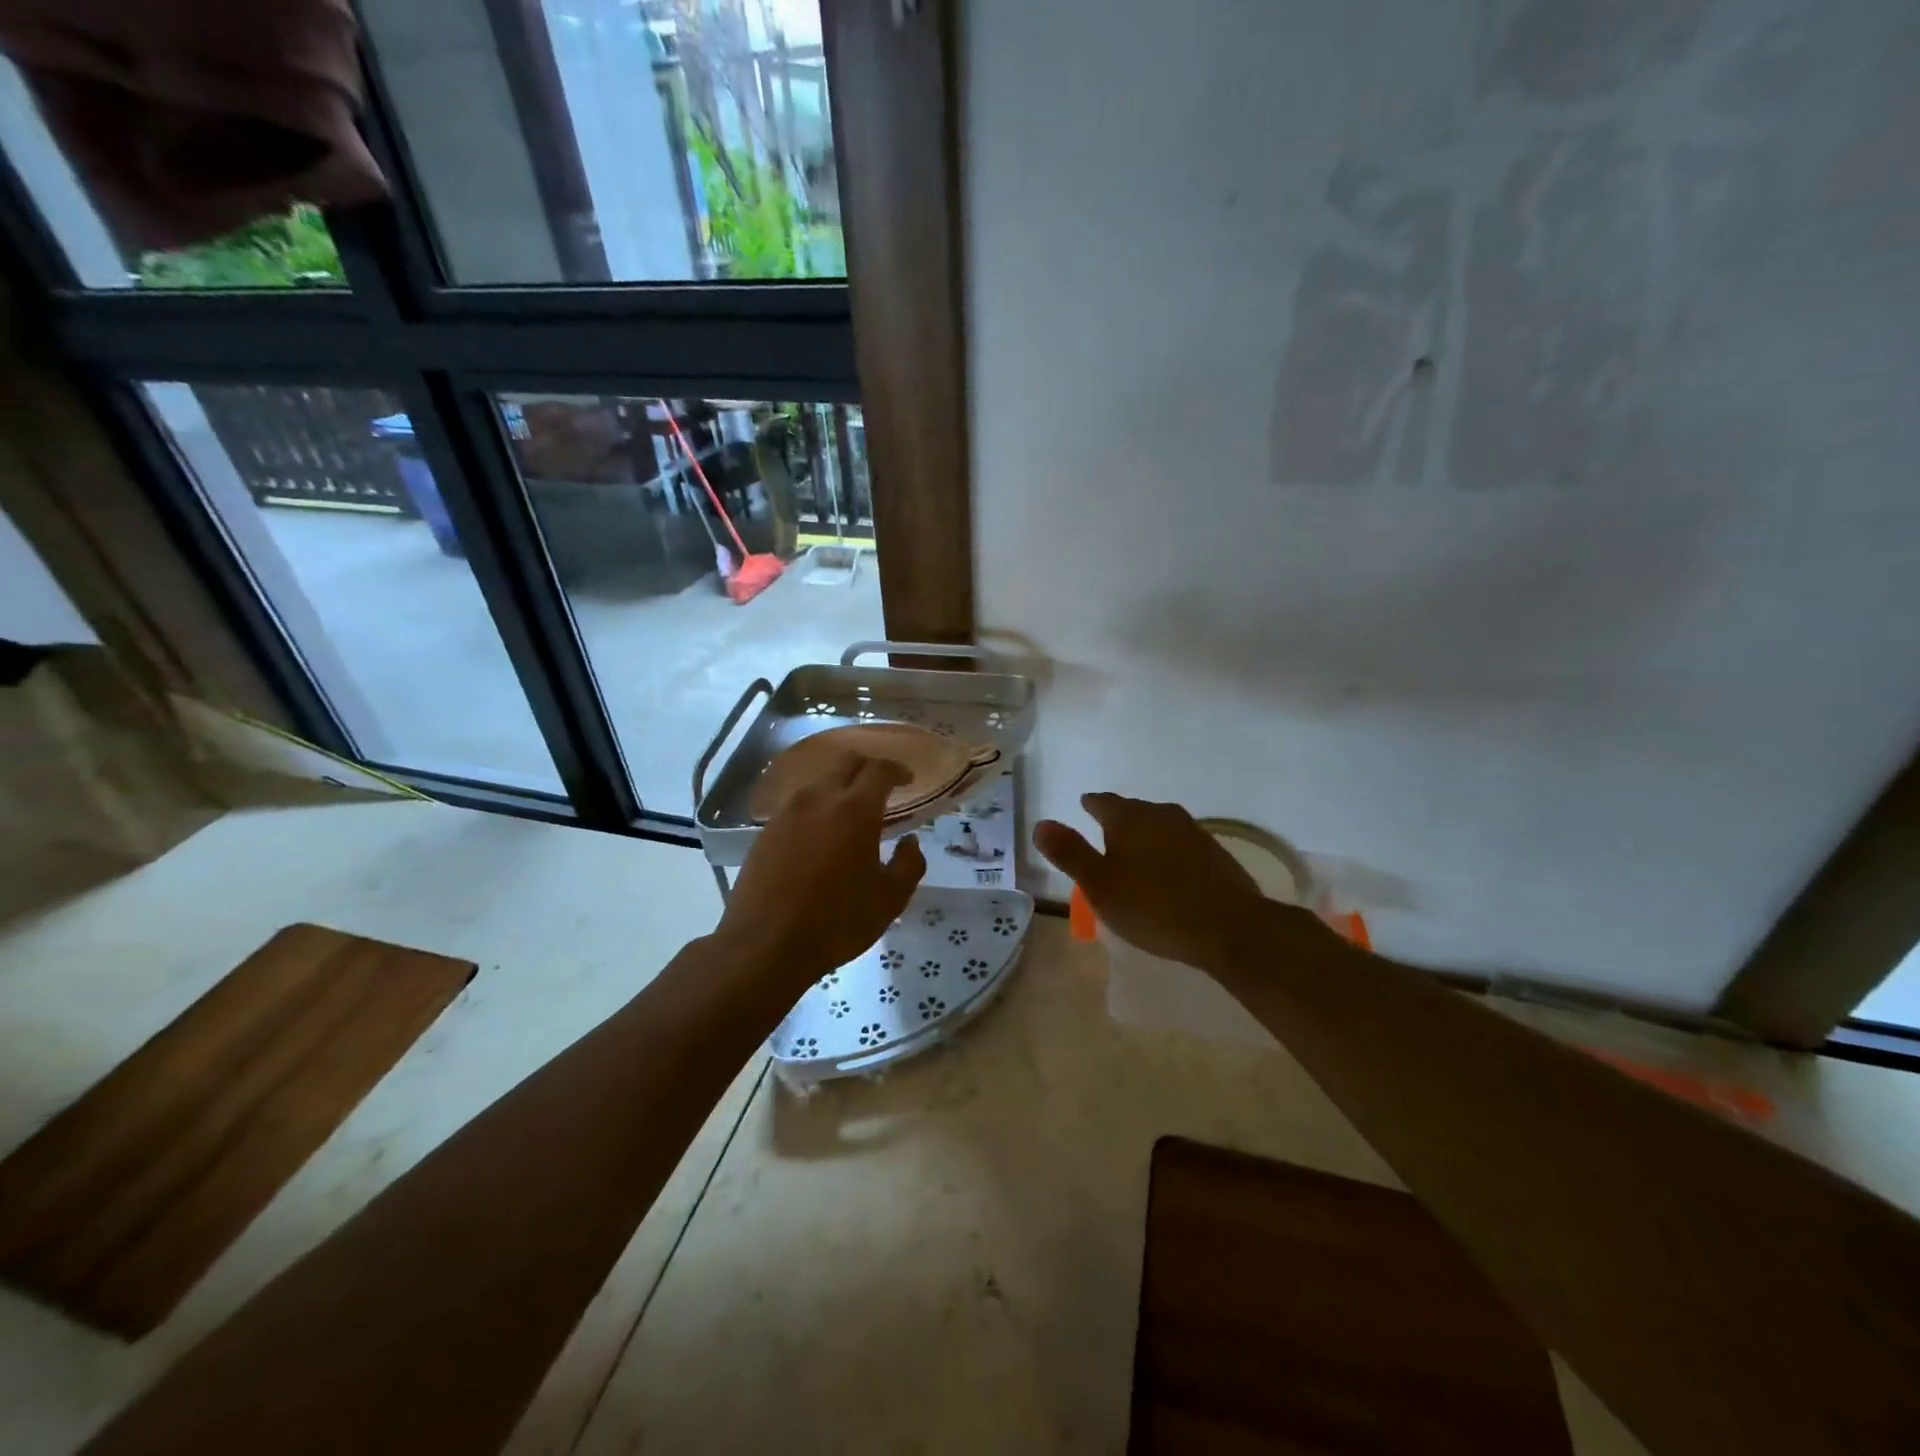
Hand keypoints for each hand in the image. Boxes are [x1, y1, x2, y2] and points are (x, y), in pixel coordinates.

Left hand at [718, 750, 925, 990]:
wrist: (766, 944)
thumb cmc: (837, 921)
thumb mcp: (890, 899)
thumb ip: (909, 864)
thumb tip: (910, 842)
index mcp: (854, 809)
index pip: (879, 770)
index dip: (897, 770)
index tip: (907, 780)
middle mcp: (818, 799)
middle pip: (846, 763)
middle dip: (868, 768)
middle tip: (882, 788)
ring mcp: (787, 812)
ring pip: (819, 783)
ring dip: (839, 788)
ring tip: (850, 813)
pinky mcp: (765, 831)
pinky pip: (798, 805)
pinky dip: (816, 808)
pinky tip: (820, 834)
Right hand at [1034, 793, 1276, 970]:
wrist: (1230, 927)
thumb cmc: (1154, 906)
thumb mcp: (1100, 885)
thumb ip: (1070, 853)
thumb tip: (1041, 823)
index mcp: (1130, 818)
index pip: (1103, 802)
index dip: (1091, 805)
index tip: (1084, 806)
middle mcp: (1162, 815)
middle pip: (1134, 810)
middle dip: (1118, 820)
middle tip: (1104, 834)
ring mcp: (1194, 832)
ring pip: (1160, 826)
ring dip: (1145, 836)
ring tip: (1134, 854)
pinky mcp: (1216, 854)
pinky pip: (1181, 845)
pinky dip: (1168, 853)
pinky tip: (1168, 873)